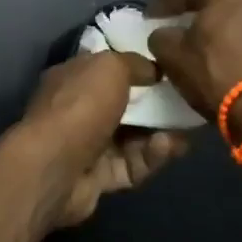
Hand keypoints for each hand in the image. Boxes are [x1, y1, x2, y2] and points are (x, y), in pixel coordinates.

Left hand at [20, 52, 187, 229]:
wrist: (54, 166)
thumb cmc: (80, 105)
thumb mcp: (110, 67)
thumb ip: (134, 63)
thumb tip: (153, 70)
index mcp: (72, 78)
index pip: (106, 68)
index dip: (135, 67)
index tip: (168, 69)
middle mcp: (77, 110)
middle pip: (123, 106)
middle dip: (155, 106)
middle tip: (186, 103)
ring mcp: (87, 146)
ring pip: (132, 139)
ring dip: (159, 134)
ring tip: (185, 130)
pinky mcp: (99, 178)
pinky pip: (132, 165)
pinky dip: (151, 157)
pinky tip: (169, 148)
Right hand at [146, 0, 241, 138]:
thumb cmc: (217, 72)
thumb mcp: (172, 55)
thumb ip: (161, 37)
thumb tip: (165, 34)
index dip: (162, 5)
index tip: (149, 18)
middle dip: (197, 6)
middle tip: (180, 21)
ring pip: (238, 10)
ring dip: (221, 20)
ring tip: (203, 37)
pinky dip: (238, 34)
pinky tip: (226, 50)